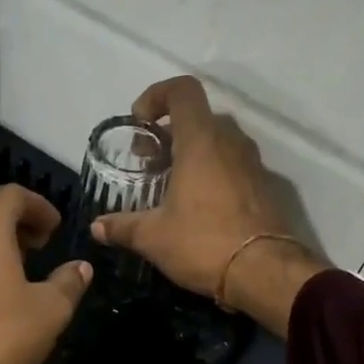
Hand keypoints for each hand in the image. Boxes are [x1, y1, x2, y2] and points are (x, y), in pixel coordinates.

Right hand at [92, 76, 326, 336]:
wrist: (265, 273)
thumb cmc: (204, 243)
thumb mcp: (154, 237)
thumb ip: (123, 227)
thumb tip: (97, 227)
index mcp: (201, 141)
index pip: (183, 91)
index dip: (157, 96)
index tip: (140, 123)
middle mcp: (231, 143)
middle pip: (199, 118)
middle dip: (170, 133)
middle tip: (149, 161)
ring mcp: (254, 164)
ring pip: (220, 142)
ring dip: (194, 154)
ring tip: (171, 185)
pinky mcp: (266, 188)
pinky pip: (235, 167)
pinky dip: (214, 174)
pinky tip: (199, 207)